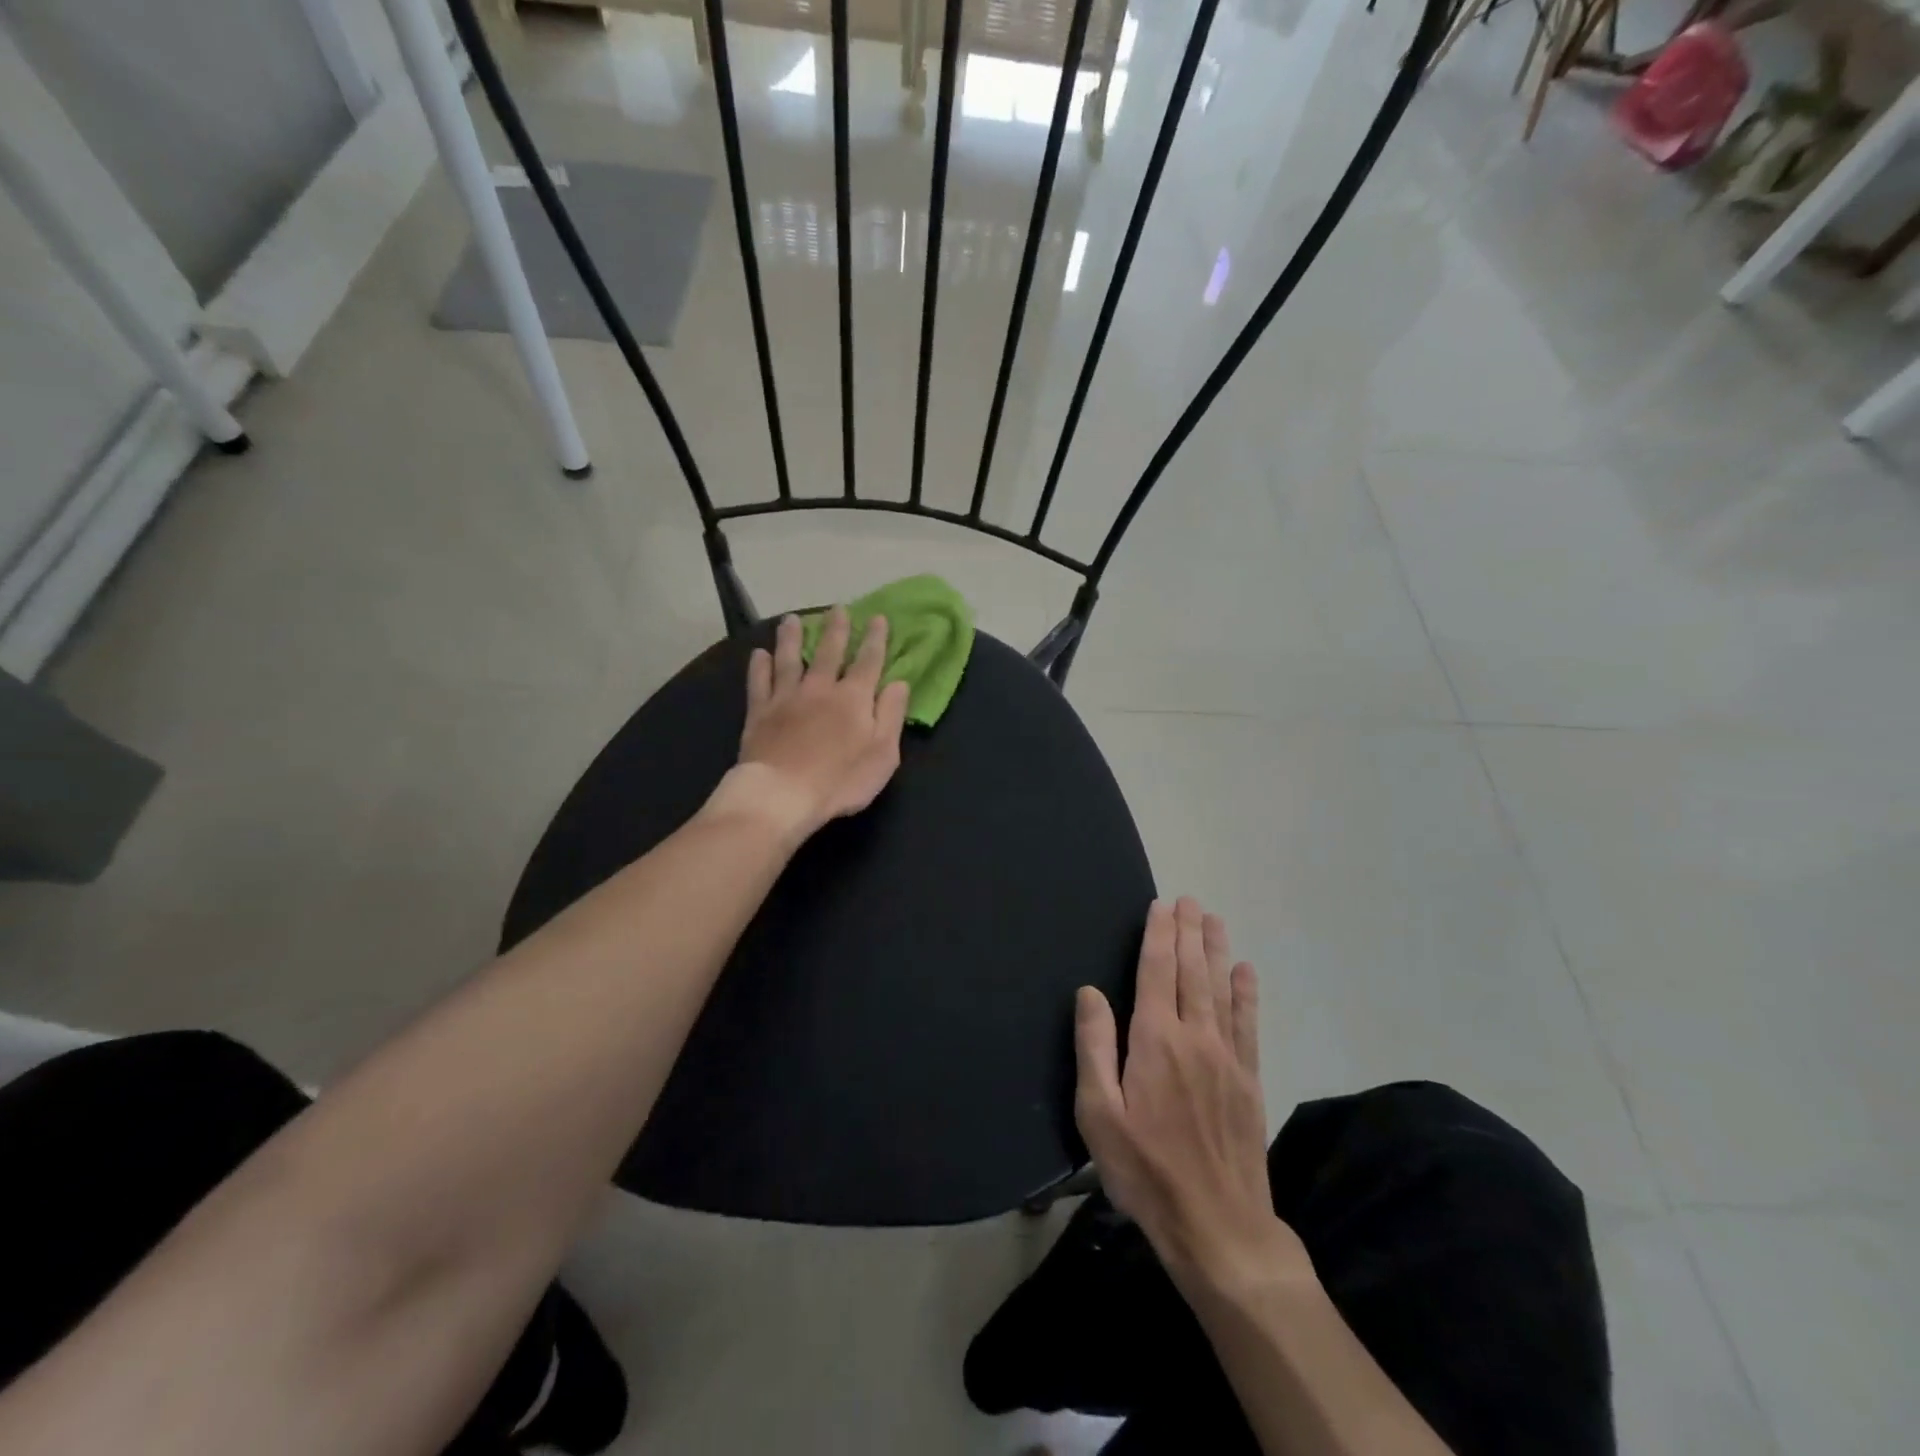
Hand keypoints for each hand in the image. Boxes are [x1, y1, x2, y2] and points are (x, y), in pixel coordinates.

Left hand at [713, 608, 910, 839]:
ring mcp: (786, 697)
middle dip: (836, 629)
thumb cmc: (841, 780)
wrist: (782, 794)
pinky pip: (759, 681)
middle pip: (828, 652)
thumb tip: (899, 682)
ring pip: (789, 659)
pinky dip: (759, 666)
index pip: (868, 661)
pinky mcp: (759, 712)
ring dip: (792, 637)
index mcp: (854, 698)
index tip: (877, 618)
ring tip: (791, 619)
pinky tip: (759, 654)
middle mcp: (820, 688)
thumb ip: (891, 714)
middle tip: (837, 608)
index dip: (875, 639)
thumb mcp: (882, 753)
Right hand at [1074, 898, 1310, 1298]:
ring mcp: (1227, 1058)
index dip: (1159, 935)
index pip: (1157, 972)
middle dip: (1189, 932)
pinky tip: (1246, 972)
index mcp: (1155, 1041)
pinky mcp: (1248, 1080)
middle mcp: (1195, 1037)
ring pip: (1221, 989)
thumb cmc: (1145, 1170)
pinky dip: (1246, 994)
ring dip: (1216, 951)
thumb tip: (1090, 992)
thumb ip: (1094, 1047)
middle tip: (1190, 899)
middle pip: (1192, 972)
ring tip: (1214, 919)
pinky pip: (1248, 1024)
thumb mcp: (1099, 1115)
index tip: (1162, 904)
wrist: (1218, 1227)